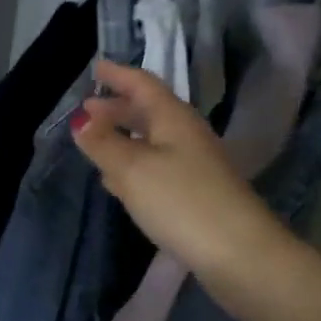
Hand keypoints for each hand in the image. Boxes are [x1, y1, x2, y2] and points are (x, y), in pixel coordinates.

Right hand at [71, 59, 289, 283]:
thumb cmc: (181, 201)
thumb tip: (81, 120)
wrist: (239, 253)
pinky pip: (157, 167)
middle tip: (88, 109)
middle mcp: (186, 135)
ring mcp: (194, 165)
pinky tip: (119, 181)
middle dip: (117, 108)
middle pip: (148, 111)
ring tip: (97, 141)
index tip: (95, 66)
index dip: (118, 75)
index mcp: (173, 118)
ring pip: (152, 140)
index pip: (142, 84)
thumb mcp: (132, 169)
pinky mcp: (195, 193)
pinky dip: (135, 164)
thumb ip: (104, 143)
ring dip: (125, 137)